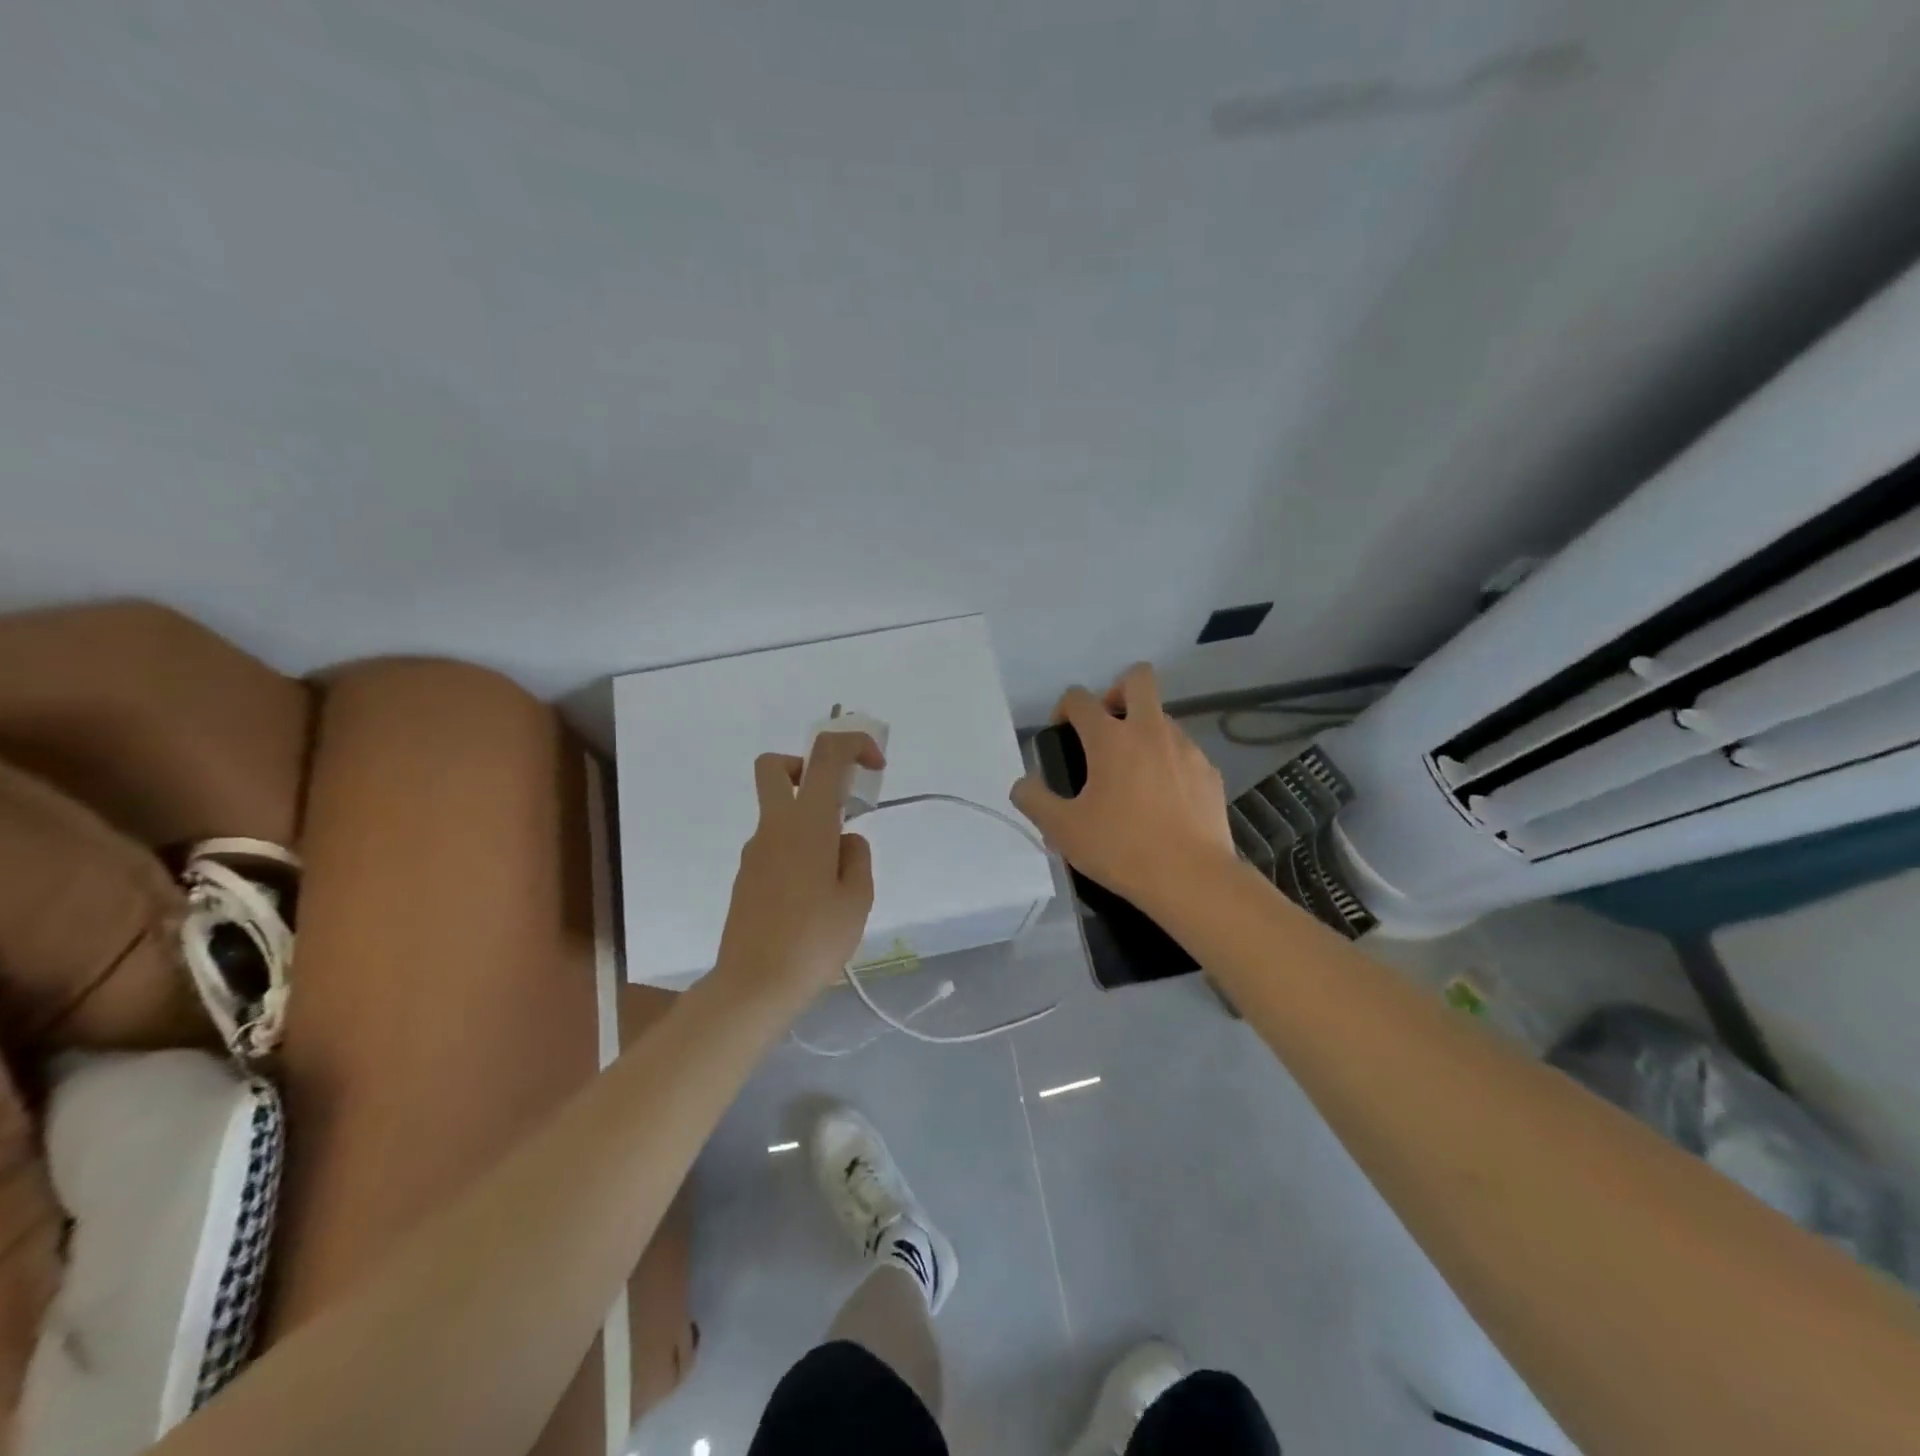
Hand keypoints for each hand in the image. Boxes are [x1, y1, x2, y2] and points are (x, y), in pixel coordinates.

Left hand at [711, 731, 885, 1009]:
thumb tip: (845, 841)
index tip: (875, 767)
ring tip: (837, 877)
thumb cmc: (814, 940)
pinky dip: (798, 850)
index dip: (854, 743)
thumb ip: (856, 858)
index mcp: (807, 823)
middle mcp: (774, 827)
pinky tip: (813, 897)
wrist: (754, 986)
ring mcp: (754, 851)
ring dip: (809, 820)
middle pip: (776, 766)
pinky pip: (775, 844)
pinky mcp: (747, 876)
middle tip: (837, 799)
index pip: (826, 755)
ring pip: (779, 811)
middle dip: (807, 766)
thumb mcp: (857, 899)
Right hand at [1011, 664, 1236, 908]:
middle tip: (1106, 730)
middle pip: (1138, 679)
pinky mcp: (1210, 772)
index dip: (1064, 707)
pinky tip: (1163, 801)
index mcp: (1110, 739)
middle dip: (1117, 691)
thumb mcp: (1062, 830)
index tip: (1062, 733)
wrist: (1192, 879)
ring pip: (1163, 717)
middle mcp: (1151, 731)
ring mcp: (1186, 749)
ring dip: (1143, 731)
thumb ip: (1034, 800)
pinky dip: (1169, 763)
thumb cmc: (1121, 849)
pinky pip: (1184, 752)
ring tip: (1133, 776)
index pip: (1079, 697)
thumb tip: (1023, 784)